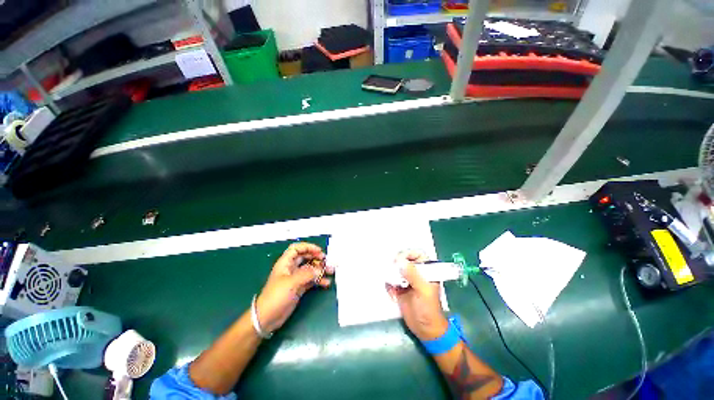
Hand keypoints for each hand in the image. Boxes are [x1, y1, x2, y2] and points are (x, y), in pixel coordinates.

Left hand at [255, 242, 332, 333]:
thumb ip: (307, 274)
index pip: (297, 249)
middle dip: (317, 258)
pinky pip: (311, 280)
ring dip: (320, 269)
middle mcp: (291, 268)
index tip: (319, 251)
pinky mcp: (300, 287)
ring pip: (310, 269)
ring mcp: (296, 278)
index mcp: (285, 263)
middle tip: (326, 261)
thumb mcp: (291, 282)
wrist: (267, 318)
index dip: (308, 247)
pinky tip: (326, 283)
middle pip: (306, 257)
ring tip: (330, 271)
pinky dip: (319, 280)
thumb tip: (319, 270)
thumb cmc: (276, 296)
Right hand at [386, 250, 448, 340]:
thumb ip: (413, 274)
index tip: (399, 259)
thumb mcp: (423, 290)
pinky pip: (390, 280)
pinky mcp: (399, 288)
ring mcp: (407, 280)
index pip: (418, 254)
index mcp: (426, 270)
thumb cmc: (428, 309)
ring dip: (391, 275)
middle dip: (397, 265)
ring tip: (393, 285)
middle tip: (393, 271)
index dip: (408, 253)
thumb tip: (400, 262)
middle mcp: (416, 272)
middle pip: (404, 260)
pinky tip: (393, 294)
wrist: (425, 329)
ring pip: (396, 269)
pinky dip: (389, 285)